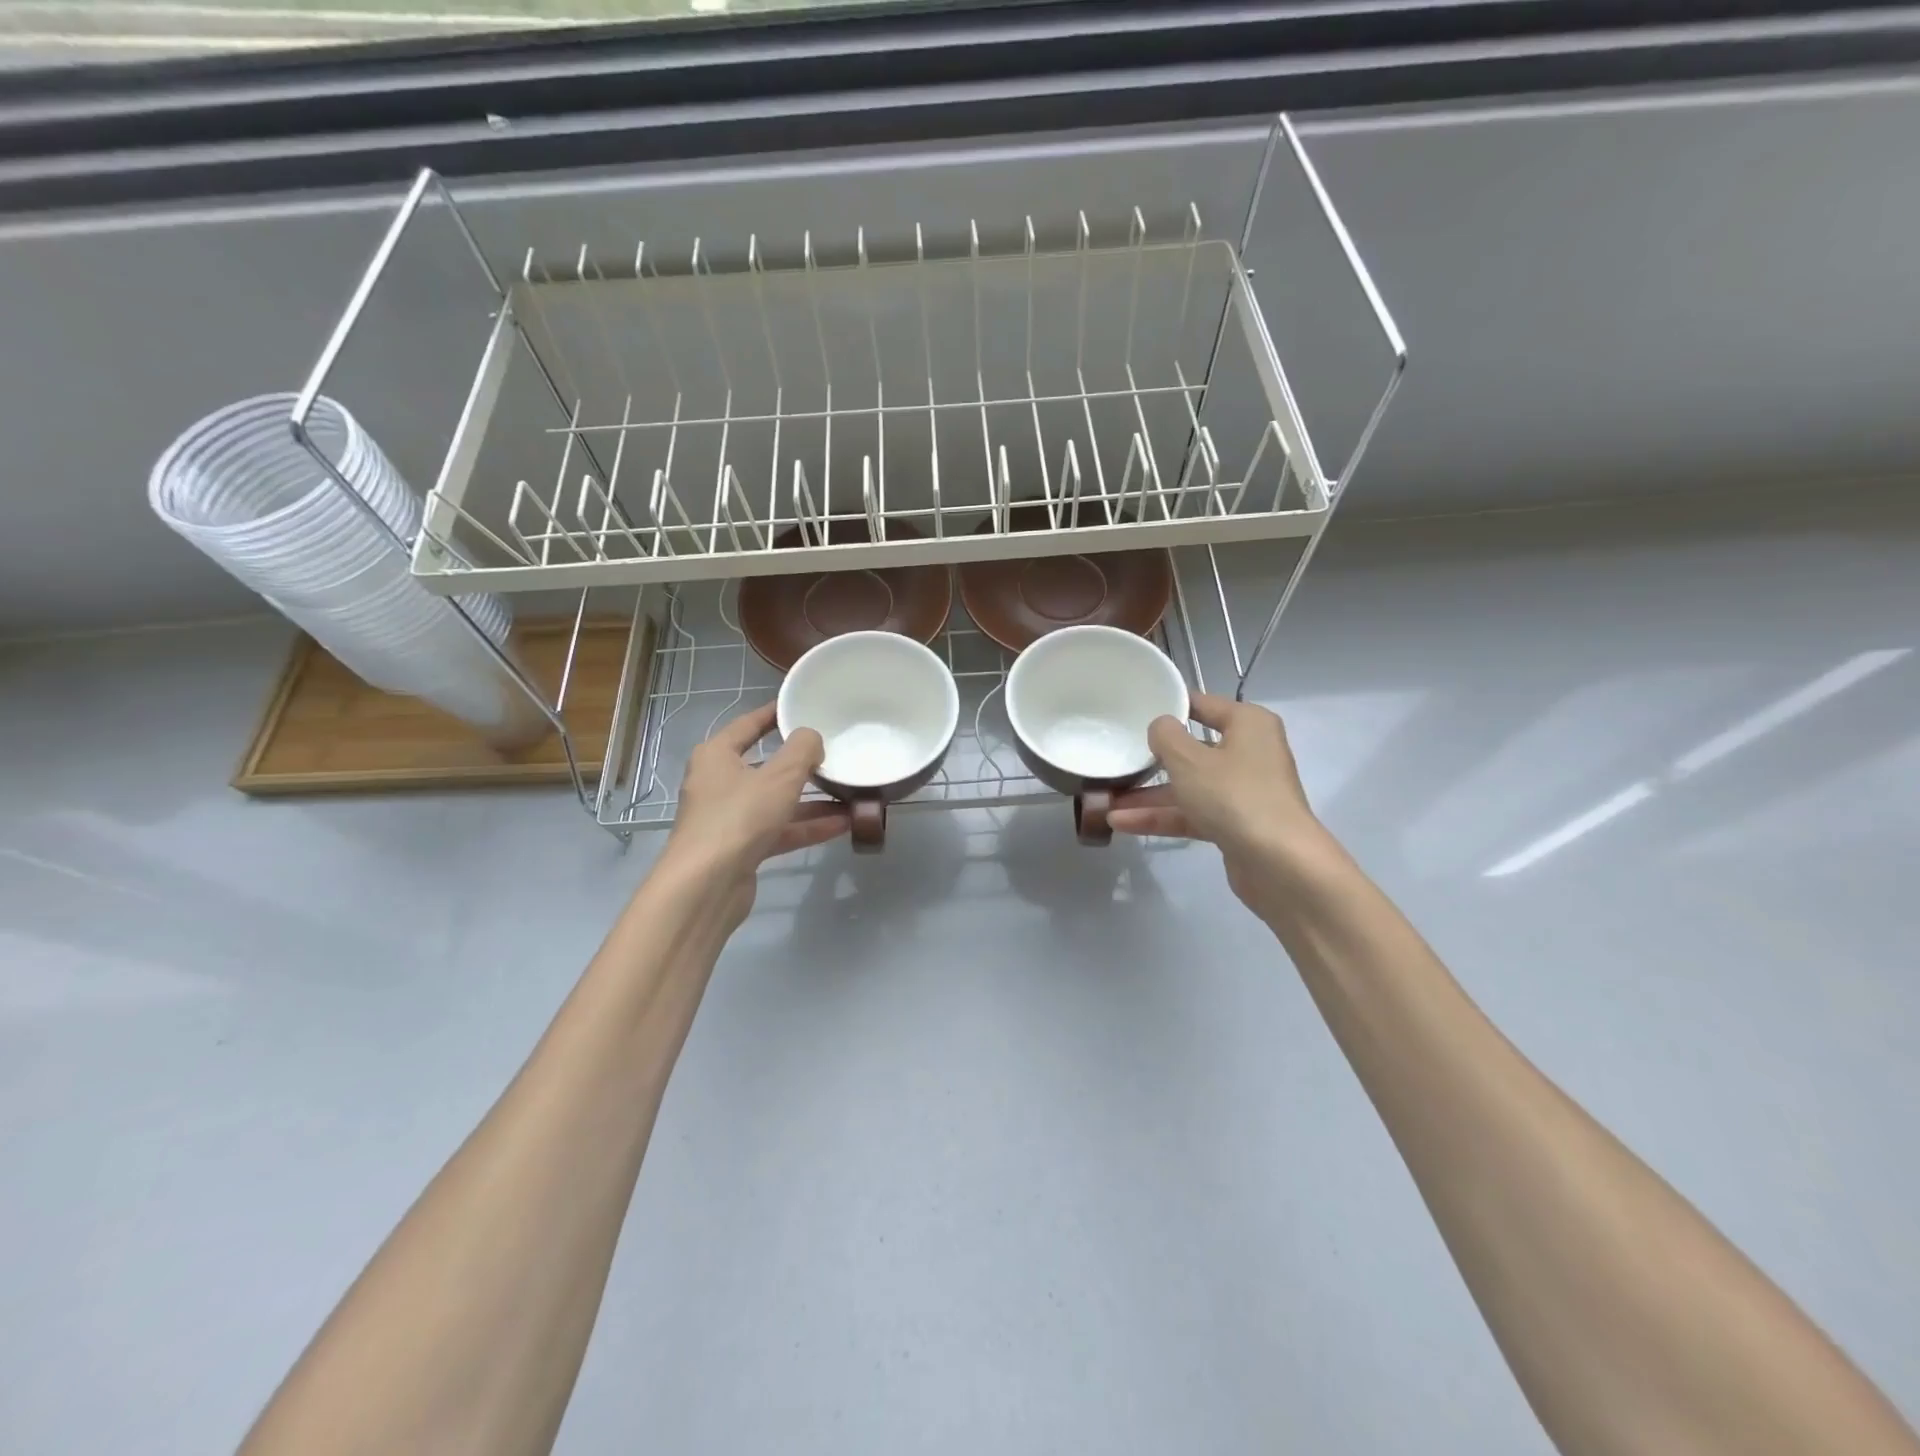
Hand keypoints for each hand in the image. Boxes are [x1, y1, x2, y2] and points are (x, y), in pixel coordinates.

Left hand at [666, 703, 848, 914]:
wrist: (706, 886)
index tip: (803, 705)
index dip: (776, 713)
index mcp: (717, 755)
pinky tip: (842, 824)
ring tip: (850, 792)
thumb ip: (802, 750)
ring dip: (812, 799)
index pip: (749, 724)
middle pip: (766, 764)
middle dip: (802, 763)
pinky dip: (807, 826)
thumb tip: (812, 738)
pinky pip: (780, 829)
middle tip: (836, 751)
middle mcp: (719, 783)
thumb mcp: (779, 776)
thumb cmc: (739, 817)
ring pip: (777, 801)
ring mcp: (730, 818)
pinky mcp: (742, 848)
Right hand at [1108, 692, 1327, 905]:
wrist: (1279, 864)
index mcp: (1248, 724)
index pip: (1203, 704)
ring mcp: (1242, 791)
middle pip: (1193, 749)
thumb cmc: (1234, 796)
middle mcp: (1249, 753)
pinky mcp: (1235, 824)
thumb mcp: (1189, 759)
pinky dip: (1162, 817)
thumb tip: (1160, 726)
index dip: (1168, 706)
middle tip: (1116, 758)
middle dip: (1153, 759)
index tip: (1132, 711)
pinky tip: (1122, 823)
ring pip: (1189, 786)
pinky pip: (1192, 813)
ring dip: (1149, 795)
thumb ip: (1166, 736)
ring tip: (1107, 802)